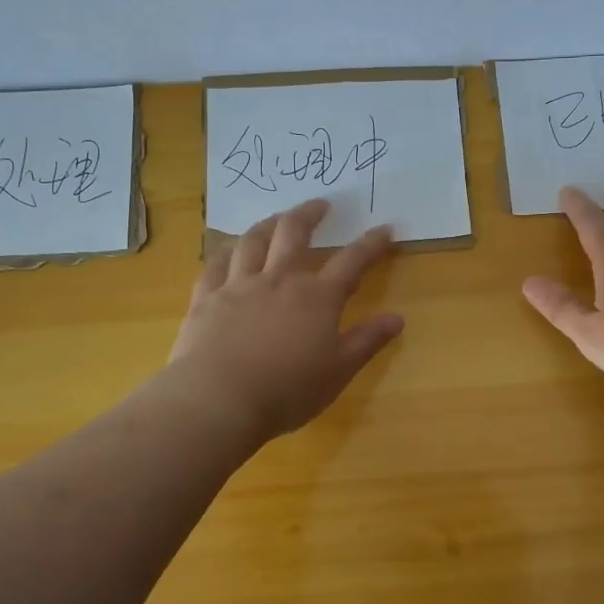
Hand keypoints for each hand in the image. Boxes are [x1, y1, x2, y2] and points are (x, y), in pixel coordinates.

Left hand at [166, 200, 403, 441]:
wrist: (219, 400)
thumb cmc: (287, 391)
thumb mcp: (338, 371)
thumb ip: (367, 341)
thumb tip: (397, 318)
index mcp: (317, 298)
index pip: (352, 262)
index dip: (371, 244)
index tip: (385, 229)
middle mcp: (279, 280)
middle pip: (294, 234)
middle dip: (310, 214)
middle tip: (320, 204)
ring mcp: (239, 286)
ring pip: (253, 241)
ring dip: (268, 224)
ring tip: (276, 218)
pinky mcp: (206, 298)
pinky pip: (216, 264)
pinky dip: (226, 252)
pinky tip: (229, 250)